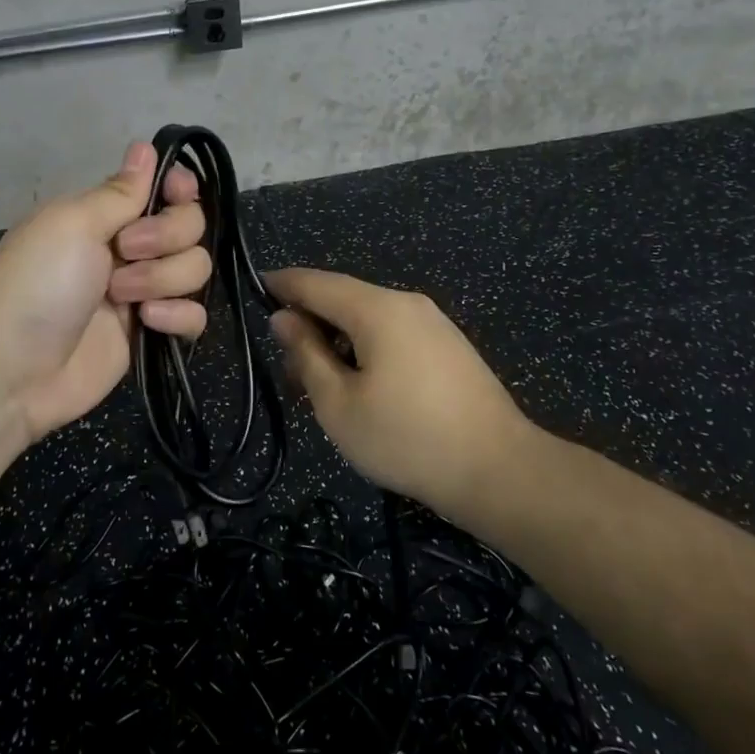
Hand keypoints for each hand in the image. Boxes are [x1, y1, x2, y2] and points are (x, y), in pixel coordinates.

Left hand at [0, 142, 211, 449]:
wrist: (16, 371)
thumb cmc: (38, 284)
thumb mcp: (72, 224)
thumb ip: (120, 191)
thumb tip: (145, 146)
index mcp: (105, 215)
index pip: (164, 188)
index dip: (179, 188)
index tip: (175, 193)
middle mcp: (130, 247)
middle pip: (190, 225)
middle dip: (166, 236)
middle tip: (126, 251)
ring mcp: (143, 291)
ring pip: (196, 268)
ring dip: (164, 279)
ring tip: (123, 298)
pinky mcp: (153, 332)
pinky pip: (195, 313)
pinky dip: (178, 316)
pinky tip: (149, 323)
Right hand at [268, 268, 528, 518]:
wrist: (499, 471)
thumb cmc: (406, 439)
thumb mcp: (339, 403)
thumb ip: (306, 354)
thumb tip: (284, 318)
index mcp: (378, 309)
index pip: (317, 282)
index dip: (283, 284)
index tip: (255, 289)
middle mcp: (407, 304)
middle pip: (344, 299)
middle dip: (310, 322)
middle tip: (285, 365)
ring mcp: (434, 324)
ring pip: (370, 319)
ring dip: (338, 340)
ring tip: (320, 384)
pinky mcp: (450, 348)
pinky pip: (394, 335)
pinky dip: (366, 349)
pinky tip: (361, 386)